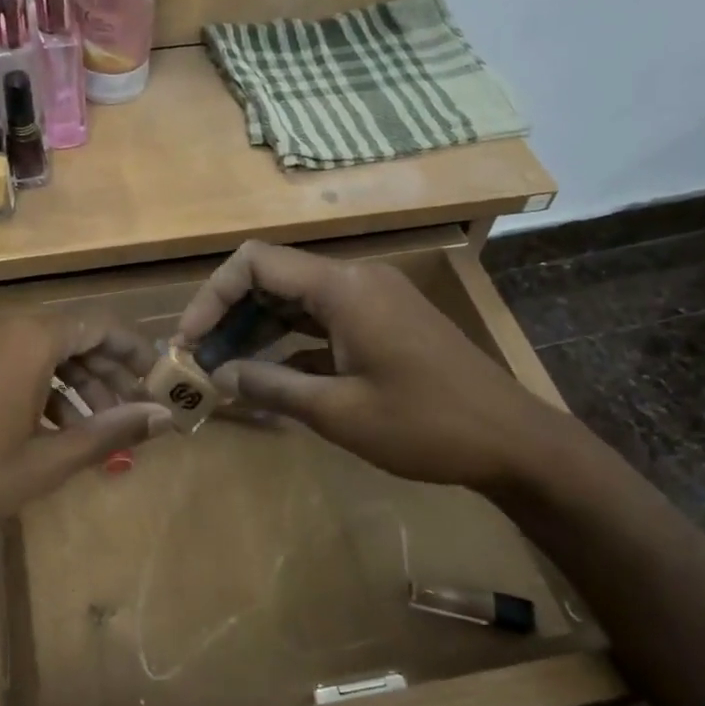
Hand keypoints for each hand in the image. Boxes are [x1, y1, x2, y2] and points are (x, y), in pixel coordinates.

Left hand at [0, 311, 167, 705]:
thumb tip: (165, 417)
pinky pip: (11, 354)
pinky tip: (55, 421)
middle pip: (71, 333)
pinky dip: (39, 379)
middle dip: (105, 369)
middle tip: (131, 409)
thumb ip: (110, 431)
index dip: (133, 350)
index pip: (99, 326)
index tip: (157, 377)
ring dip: (74, 378)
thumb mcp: (49, 461)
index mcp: (28, 337)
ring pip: (40, 345)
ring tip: (98, 422)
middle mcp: (0, 321)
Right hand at [175, 241, 567, 493]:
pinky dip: (288, 342)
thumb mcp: (338, 412)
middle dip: (228, 315)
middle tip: (200, 360)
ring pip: (293, 299)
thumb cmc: (425, 425)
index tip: (189, 340)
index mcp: (342, 288)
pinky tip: (267, 376)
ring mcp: (371, 300)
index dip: (212, 296)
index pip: (254, 263)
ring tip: (223, 369)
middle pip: (271, 277)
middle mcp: (354, 280)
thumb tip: (220, 376)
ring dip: (255, 329)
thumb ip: (272, 387)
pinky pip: (320, 320)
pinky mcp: (381, 323)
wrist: (514, 442)